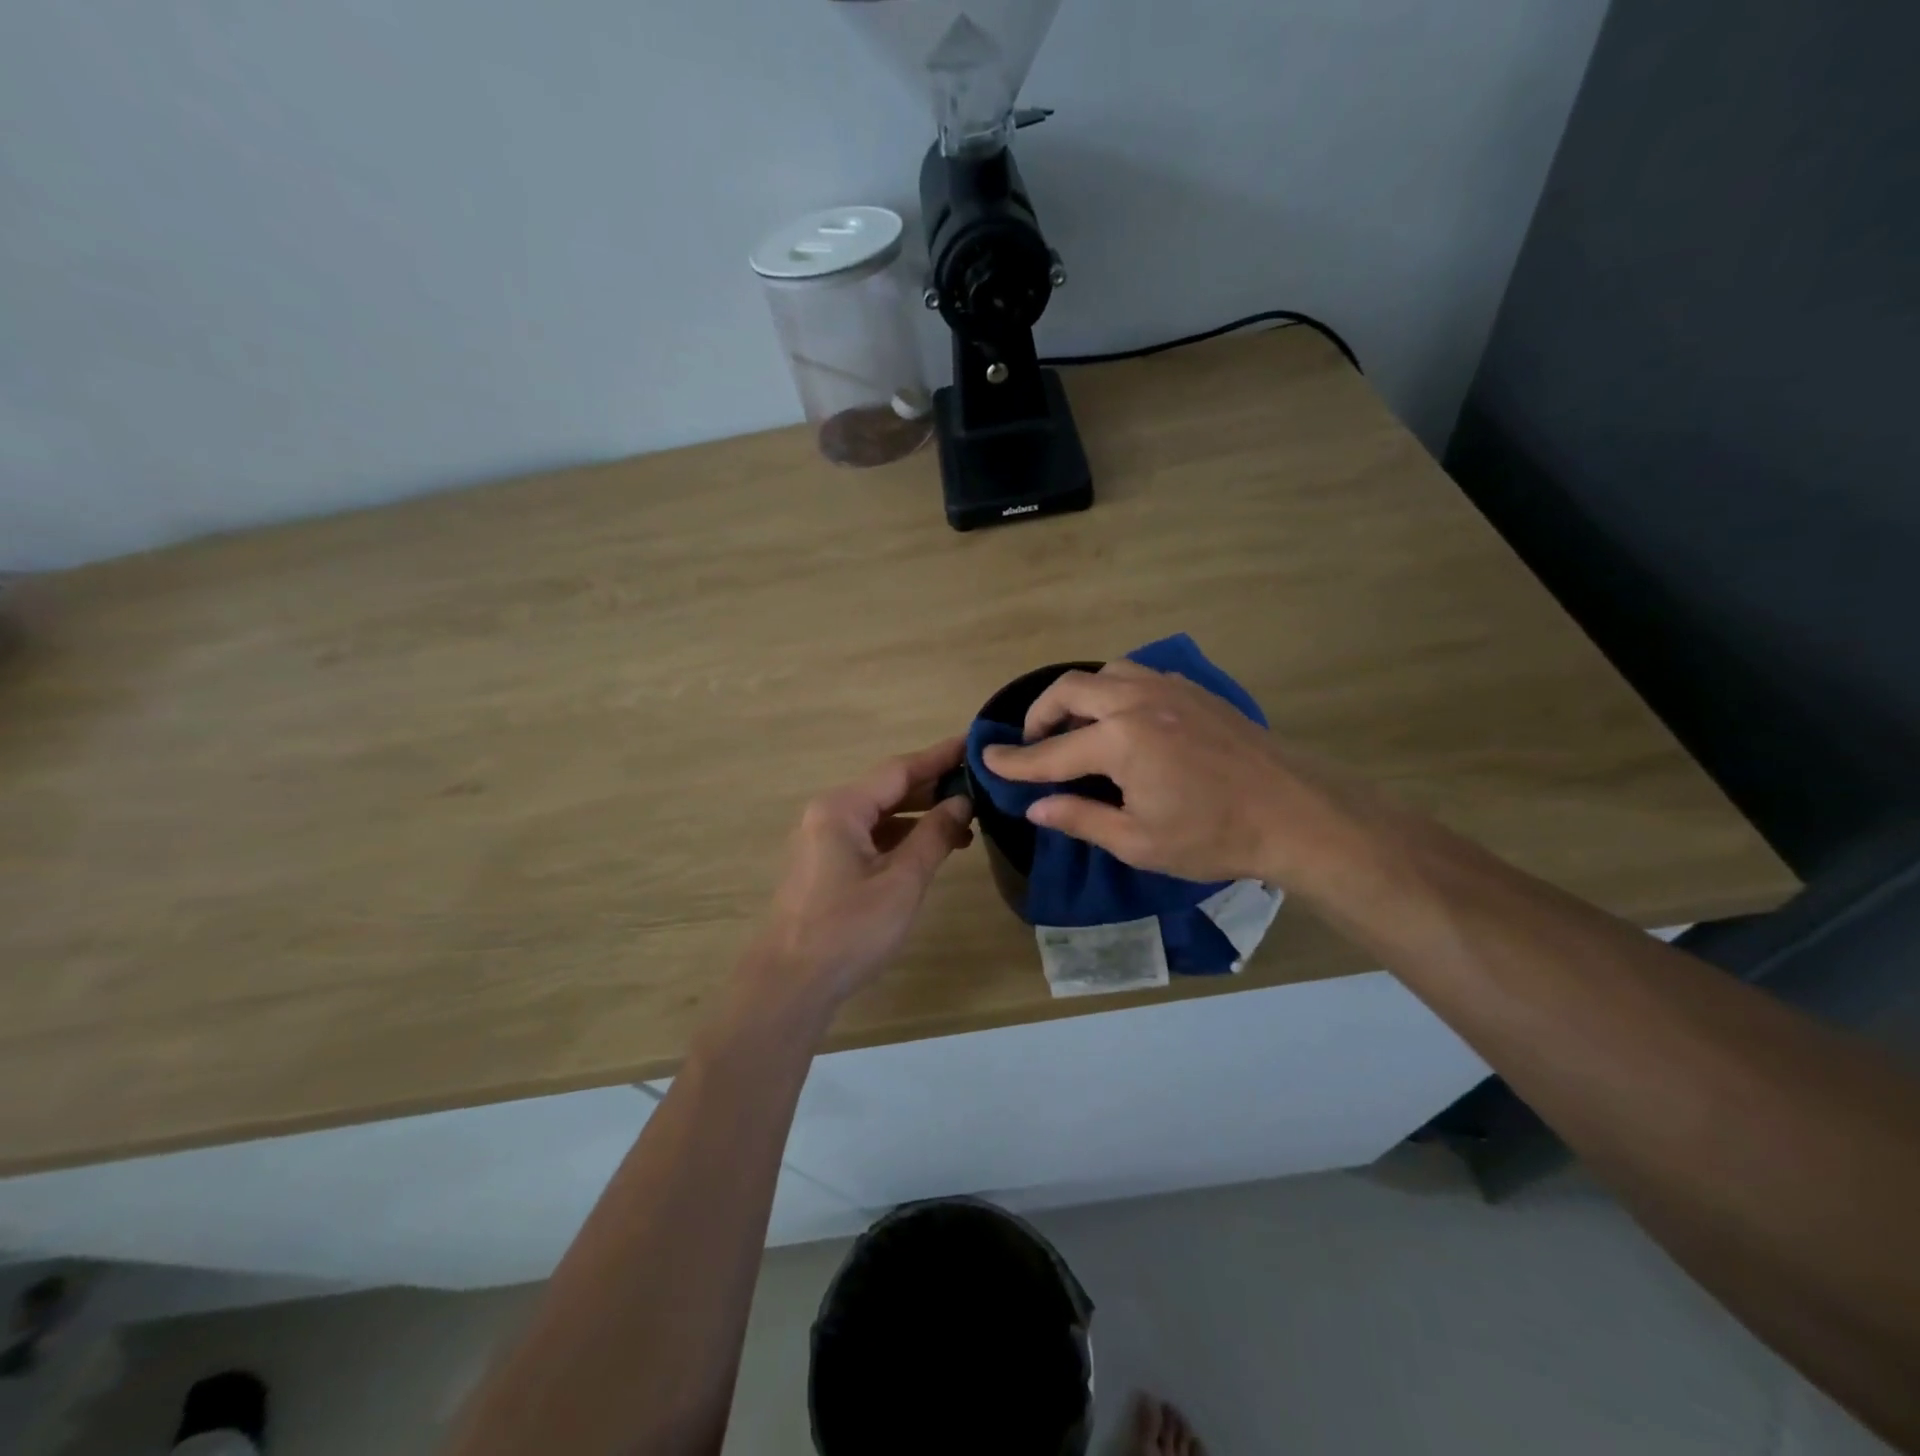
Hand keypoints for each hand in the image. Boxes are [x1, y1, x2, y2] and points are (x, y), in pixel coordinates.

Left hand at [749, 737, 974, 1005]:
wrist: (791, 983)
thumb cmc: (849, 929)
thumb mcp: (902, 881)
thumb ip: (934, 835)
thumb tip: (961, 802)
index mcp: (842, 807)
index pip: (900, 769)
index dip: (940, 757)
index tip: (974, 744)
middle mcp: (828, 813)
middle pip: (888, 789)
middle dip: (933, 787)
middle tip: (979, 785)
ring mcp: (823, 839)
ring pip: (880, 814)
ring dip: (920, 816)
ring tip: (966, 823)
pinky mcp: (825, 864)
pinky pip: (869, 836)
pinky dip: (901, 837)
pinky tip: (930, 848)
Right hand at [981, 661, 1377, 890]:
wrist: (1296, 812)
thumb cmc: (1214, 835)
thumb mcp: (1138, 841)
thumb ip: (1080, 818)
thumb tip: (1035, 806)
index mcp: (1120, 741)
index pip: (1051, 752)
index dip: (1015, 761)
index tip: (987, 761)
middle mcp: (1137, 701)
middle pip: (1070, 689)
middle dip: (1040, 714)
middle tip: (1034, 744)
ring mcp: (1169, 689)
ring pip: (1105, 673)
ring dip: (1079, 696)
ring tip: (1077, 729)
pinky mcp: (1193, 691)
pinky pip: (1138, 675)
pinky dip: (1114, 691)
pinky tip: (1123, 722)